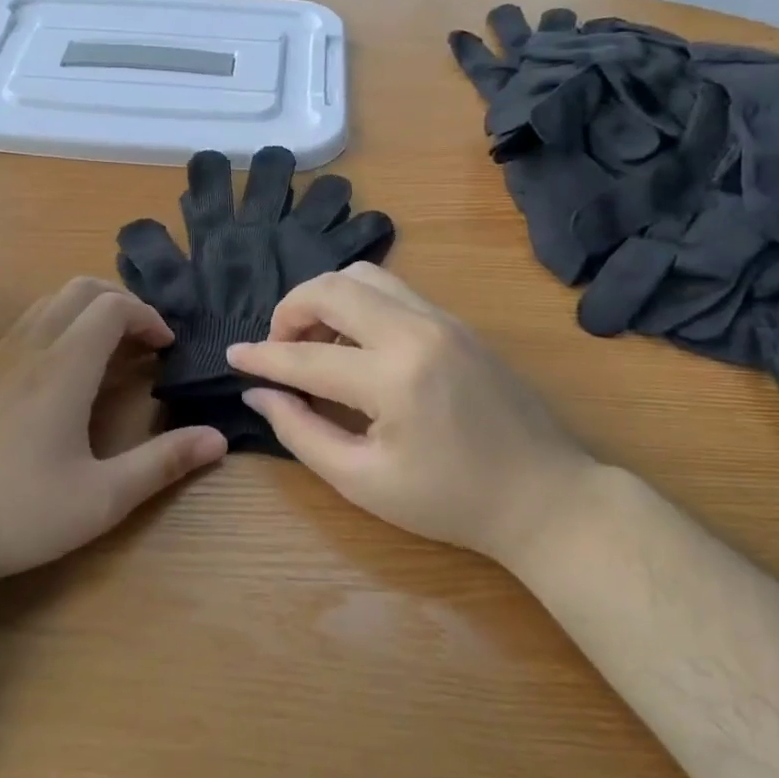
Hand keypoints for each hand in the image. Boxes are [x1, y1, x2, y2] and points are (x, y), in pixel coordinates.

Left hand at [0, 278, 226, 594]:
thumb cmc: (19, 513)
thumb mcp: (103, 498)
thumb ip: (163, 463)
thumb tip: (219, 438)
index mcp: (63, 367)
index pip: (113, 307)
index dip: (148, 317)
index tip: (168, 348)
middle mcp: (30, 348)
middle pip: (80, 290)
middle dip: (122, 303)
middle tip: (146, 342)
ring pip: (49, 302)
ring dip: (88, 311)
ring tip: (112, 352)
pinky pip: (28, 324)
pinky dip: (60, 325)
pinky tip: (66, 374)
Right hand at [227, 264, 598, 566]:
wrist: (546, 496)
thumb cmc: (451, 502)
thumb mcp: (363, 482)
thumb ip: (301, 432)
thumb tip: (260, 393)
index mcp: (393, 378)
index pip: (305, 356)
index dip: (261, 356)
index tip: (232, 355)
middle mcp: (416, 330)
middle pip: (331, 287)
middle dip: (290, 311)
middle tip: (278, 348)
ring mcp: (442, 318)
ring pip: (363, 275)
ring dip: (325, 300)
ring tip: (316, 343)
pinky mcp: (456, 321)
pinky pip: (392, 289)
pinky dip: (358, 303)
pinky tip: (355, 344)